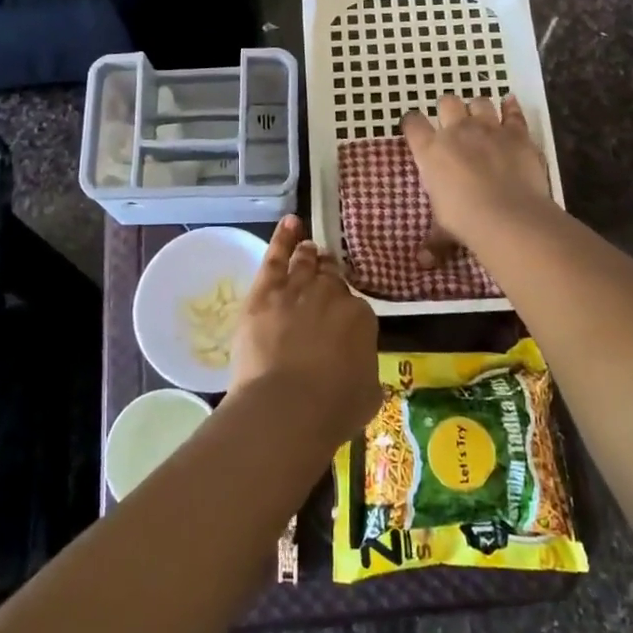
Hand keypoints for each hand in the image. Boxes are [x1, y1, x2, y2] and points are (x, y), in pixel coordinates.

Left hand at [229, 216, 380, 442]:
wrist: (287, 407)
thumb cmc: (332, 410)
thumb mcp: (368, 394)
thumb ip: (365, 370)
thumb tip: (359, 366)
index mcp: (360, 318)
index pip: (355, 307)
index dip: (347, 311)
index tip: (342, 318)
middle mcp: (331, 295)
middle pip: (330, 279)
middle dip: (329, 276)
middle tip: (326, 273)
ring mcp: (297, 289)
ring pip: (305, 263)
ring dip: (308, 254)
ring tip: (309, 247)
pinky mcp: (265, 292)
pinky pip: (276, 257)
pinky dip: (283, 238)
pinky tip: (290, 222)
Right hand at [401, 94, 554, 257]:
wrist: (507, 215)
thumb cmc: (464, 220)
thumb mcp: (443, 232)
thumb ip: (434, 242)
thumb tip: (422, 263)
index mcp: (429, 151)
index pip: (413, 124)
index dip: (412, 122)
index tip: (414, 127)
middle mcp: (456, 131)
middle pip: (447, 103)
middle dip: (448, 109)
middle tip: (452, 123)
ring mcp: (488, 128)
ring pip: (479, 102)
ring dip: (478, 108)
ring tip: (480, 118)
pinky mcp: (517, 134)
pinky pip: (513, 112)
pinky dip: (511, 107)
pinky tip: (510, 104)